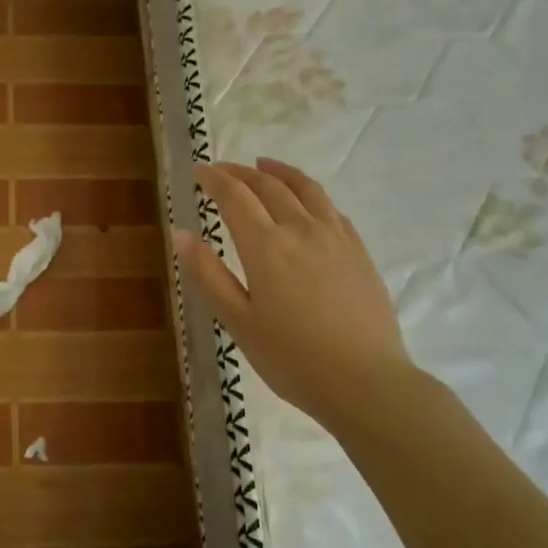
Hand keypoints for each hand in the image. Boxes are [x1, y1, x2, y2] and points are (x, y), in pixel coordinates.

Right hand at [174, 157, 409, 426]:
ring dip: (280, 172)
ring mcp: (336, 238)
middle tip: (222, 170)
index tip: (199, 171)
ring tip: (265, 164)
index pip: (235, 196)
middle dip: (241, 172)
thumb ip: (208, 275)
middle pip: (269, 186)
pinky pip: (331, 209)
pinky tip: (307, 202)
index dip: (215, 179)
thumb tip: (181, 233)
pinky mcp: (359, 252)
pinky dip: (310, 194)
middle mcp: (301, 229)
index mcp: (266, 246)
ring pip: (306, 189)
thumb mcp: (238, 322)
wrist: (366, 383)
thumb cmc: (292, 359)